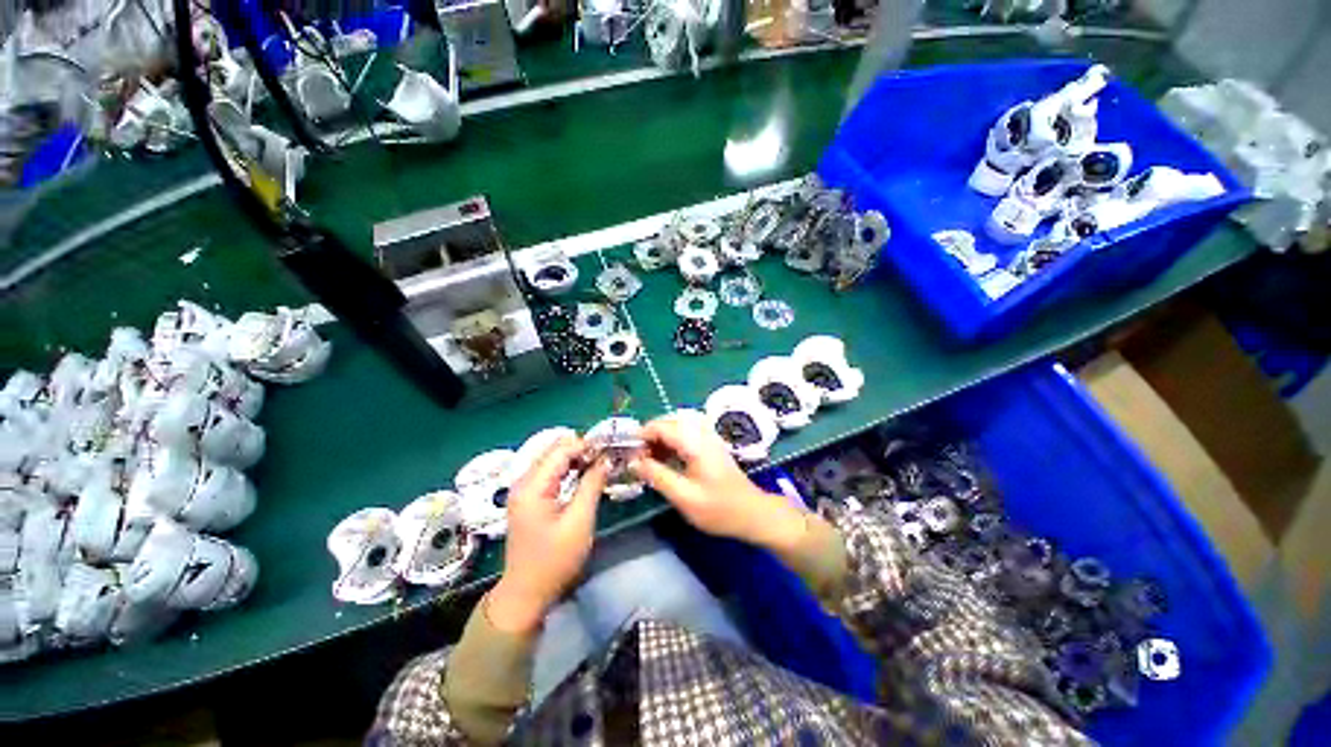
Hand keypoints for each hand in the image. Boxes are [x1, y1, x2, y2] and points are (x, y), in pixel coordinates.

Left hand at [487, 436, 607, 634]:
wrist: (526, 593)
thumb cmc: (554, 560)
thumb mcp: (579, 521)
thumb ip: (592, 484)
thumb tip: (606, 459)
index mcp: (532, 485)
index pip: (562, 449)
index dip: (588, 445)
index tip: (611, 450)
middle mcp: (524, 481)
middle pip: (555, 450)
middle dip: (583, 449)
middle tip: (608, 458)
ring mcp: (524, 489)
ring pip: (553, 459)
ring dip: (577, 458)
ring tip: (601, 465)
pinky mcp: (528, 497)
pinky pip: (550, 472)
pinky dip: (569, 469)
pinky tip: (585, 475)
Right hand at [631, 414, 806, 550]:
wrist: (752, 513)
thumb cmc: (719, 508)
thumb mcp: (684, 496)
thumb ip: (657, 476)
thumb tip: (634, 462)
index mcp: (694, 442)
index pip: (661, 426)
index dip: (641, 435)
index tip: (628, 453)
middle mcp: (701, 432)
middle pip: (668, 422)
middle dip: (649, 436)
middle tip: (637, 458)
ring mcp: (708, 437)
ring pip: (676, 426)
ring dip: (659, 439)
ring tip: (648, 460)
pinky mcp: (710, 444)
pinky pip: (685, 434)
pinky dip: (671, 442)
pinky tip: (665, 460)